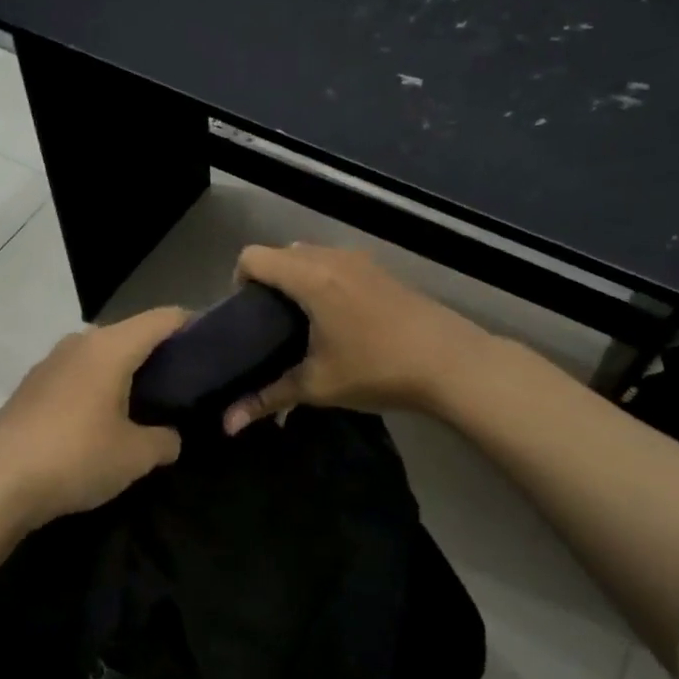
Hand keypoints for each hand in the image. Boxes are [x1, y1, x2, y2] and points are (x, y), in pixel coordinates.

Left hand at [0, 307, 188, 532]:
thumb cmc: (75, 457)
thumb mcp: (135, 455)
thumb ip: (165, 440)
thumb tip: (171, 437)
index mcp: (110, 346)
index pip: (163, 318)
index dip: (194, 325)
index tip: (216, 347)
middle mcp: (80, 343)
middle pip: (132, 334)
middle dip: (162, 355)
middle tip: (187, 384)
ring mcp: (51, 363)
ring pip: (103, 355)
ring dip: (128, 373)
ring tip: (149, 405)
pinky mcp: (32, 386)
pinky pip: (79, 374)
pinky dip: (101, 386)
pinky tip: (105, 420)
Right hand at [222, 243, 485, 432]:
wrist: (451, 362)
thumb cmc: (377, 369)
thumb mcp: (317, 386)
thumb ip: (266, 398)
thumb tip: (227, 425)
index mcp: (309, 277)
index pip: (254, 257)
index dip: (239, 281)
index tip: (245, 316)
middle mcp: (331, 258)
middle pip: (280, 253)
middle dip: (267, 282)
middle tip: (269, 324)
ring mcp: (360, 261)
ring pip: (310, 255)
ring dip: (296, 279)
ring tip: (301, 322)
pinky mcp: (380, 270)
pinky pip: (335, 263)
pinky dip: (322, 280)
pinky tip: (337, 320)